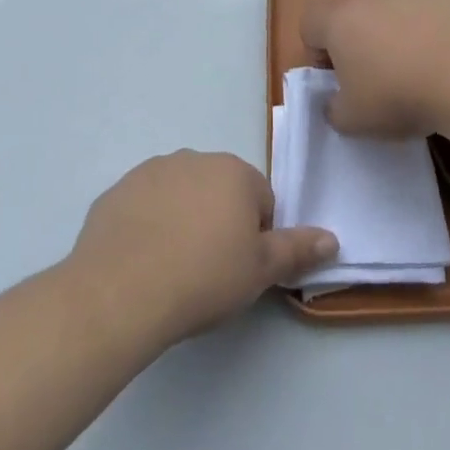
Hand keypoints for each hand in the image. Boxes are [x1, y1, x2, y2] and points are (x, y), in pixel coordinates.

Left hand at [70, 151, 335, 344]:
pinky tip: (140, 262)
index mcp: (234, 171)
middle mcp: (195, 158)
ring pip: (180, 196)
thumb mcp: (260, 270)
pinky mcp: (117, 191)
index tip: (239, 269)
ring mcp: (151, 171)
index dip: (255, 238)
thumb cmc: (203, 277)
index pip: (260, 201)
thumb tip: (332, 237)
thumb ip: (297, 249)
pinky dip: (146, 227)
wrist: (121, 291)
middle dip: (219, 223)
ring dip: (182, 221)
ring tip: (172, 268)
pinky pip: (143, 207)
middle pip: (219, 192)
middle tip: (209, 271)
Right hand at [301, 0, 449, 139]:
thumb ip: (335, 110)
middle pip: (353, 15)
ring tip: (417, 74)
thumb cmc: (399, 95)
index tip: (338, 80)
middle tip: (376, 82)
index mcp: (340, 20)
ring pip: (392, 13)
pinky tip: (447, 65)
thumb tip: (338, 102)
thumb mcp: (354, 121)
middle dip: (359, 45)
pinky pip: (427, 16)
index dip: (317, 52)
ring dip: (396, 39)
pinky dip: (430, 36)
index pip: (309, 23)